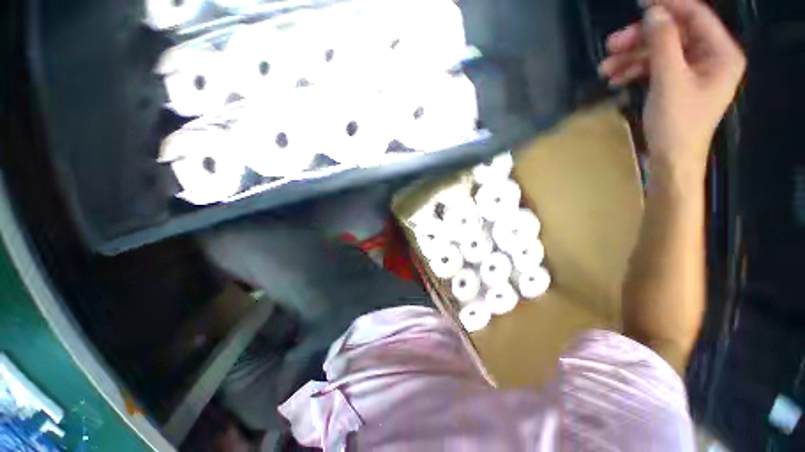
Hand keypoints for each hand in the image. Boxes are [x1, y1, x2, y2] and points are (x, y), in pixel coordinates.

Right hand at [599, 0, 745, 182]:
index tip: (638, 3)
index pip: (695, 15)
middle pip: (674, 33)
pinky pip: (656, 68)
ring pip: (660, 51)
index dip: (667, 5)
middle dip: (641, 38)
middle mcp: (710, 57)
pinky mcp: (678, 84)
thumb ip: (664, 42)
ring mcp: (693, 71)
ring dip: (631, 57)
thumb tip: (653, 12)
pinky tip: (615, 79)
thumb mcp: (669, 81)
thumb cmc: (676, 124)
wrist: (671, 161)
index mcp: (721, 53)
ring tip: (605, 69)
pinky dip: (635, 71)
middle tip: (611, 45)